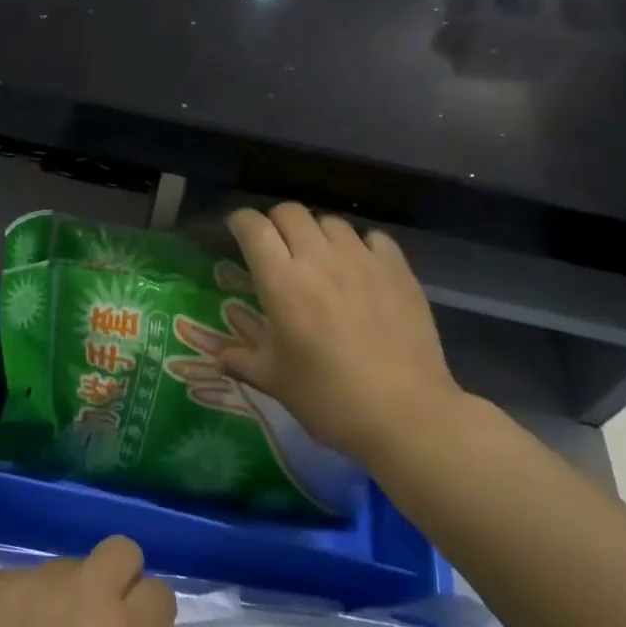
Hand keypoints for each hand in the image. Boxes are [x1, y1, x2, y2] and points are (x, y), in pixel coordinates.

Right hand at [218, 203, 473, 466]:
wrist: (405, 414)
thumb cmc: (329, 398)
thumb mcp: (276, 381)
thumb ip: (243, 360)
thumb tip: (220, 358)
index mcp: (282, 282)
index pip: (253, 227)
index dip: (239, 222)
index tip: (235, 231)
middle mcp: (319, 259)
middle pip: (290, 212)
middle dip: (276, 223)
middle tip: (275, 248)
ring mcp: (363, 261)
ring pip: (331, 222)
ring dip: (317, 233)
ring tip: (319, 258)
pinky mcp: (399, 270)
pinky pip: (374, 237)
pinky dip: (360, 245)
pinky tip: (360, 268)